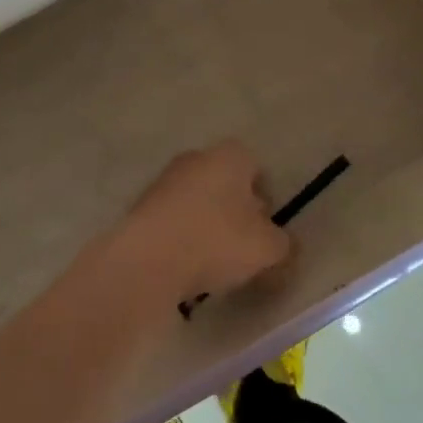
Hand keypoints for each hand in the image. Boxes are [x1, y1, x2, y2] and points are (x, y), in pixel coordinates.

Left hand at [115, 142, 293, 301]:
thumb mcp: (267, 249)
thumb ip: (282, 245)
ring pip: (196, 202)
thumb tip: (281, 245)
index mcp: (229, 157)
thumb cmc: (216, 242)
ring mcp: (163, 182)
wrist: (146, 261)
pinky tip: (186, 266)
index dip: (266, 196)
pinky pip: (172, 221)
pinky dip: (182, 238)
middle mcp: (195, 159)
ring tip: (214, 263)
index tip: (267, 227)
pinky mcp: (139, 209)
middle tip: (244, 246)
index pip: (256, 167)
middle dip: (235, 210)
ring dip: (207, 225)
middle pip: (224, 183)